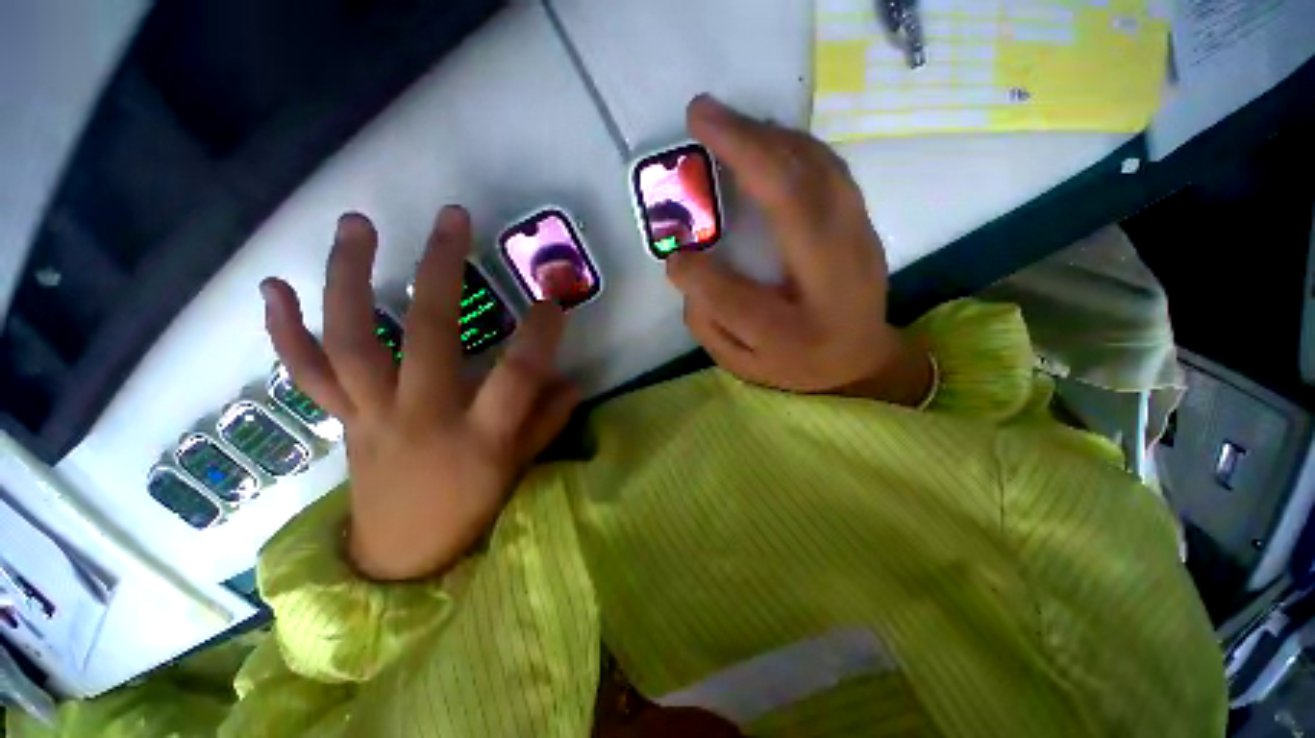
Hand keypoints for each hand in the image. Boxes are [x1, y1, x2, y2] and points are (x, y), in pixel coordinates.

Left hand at [261, 208, 578, 580]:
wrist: (402, 555)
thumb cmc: (472, 508)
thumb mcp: (521, 466)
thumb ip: (547, 419)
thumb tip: (572, 381)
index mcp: (478, 435)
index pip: (517, 375)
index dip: (540, 333)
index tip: (554, 299)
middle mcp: (421, 416)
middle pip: (426, 334)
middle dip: (443, 270)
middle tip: (453, 219)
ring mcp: (372, 414)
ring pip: (351, 339)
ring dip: (349, 276)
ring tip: (357, 224)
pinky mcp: (343, 418)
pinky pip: (306, 373)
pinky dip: (285, 331)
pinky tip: (274, 287)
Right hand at [666, 95, 931, 405]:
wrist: (860, 359)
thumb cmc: (795, 364)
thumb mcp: (741, 363)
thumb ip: (708, 322)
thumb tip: (686, 266)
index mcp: (794, 335)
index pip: (736, 302)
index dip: (697, 275)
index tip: (674, 257)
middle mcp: (833, 285)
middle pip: (793, 203)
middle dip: (745, 148)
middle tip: (700, 115)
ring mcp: (860, 245)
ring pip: (818, 172)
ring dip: (770, 137)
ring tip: (727, 121)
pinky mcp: (865, 224)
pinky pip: (832, 170)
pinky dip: (796, 145)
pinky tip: (766, 138)